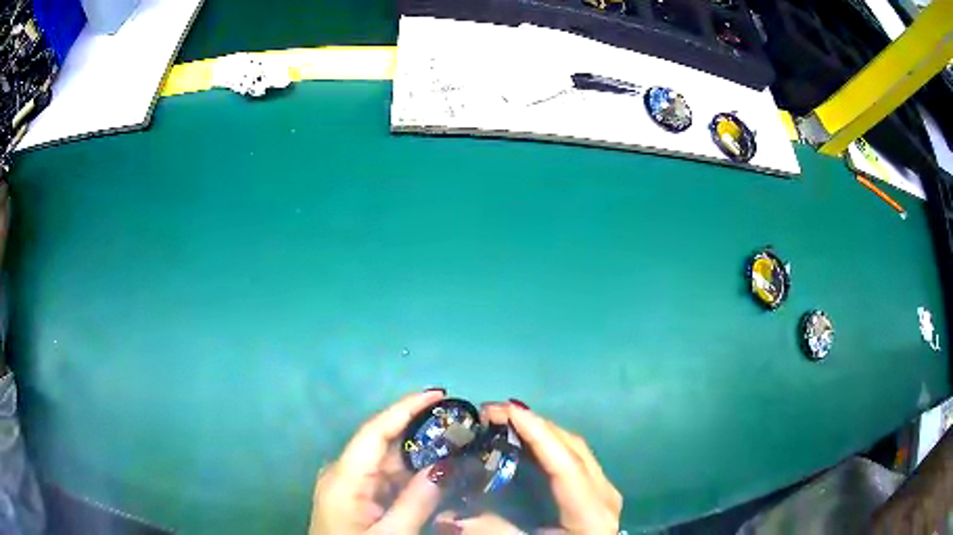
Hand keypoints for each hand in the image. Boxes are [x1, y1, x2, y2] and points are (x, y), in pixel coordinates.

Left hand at [309, 389, 447, 533]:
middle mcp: (345, 473)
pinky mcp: (359, 498)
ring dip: (422, 455)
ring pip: (390, 463)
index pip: (376, 431)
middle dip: (422, 431)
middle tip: (462, 423)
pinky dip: (414, 476)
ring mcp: (352, 486)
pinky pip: (389, 480)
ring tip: (458, 444)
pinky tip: (438, 474)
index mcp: (345, 476)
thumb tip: (445, 465)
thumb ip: (417, 501)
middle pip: (385, 443)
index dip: (406, 407)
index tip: (440, 394)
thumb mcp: (391, 534)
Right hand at [437, 400, 621, 534]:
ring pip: (574, 447)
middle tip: (492, 411)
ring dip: (540, 430)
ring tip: (504, 419)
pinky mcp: (598, 489)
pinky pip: (574, 456)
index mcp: (591, 512)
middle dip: (533, 423)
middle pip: (571, 447)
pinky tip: (526, 439)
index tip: (505, 408)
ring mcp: (604, 489)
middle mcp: (605, 494)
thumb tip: (448, 514)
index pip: (565, 463)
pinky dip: (549, 443)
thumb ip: (492, 529)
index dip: (537, 433)